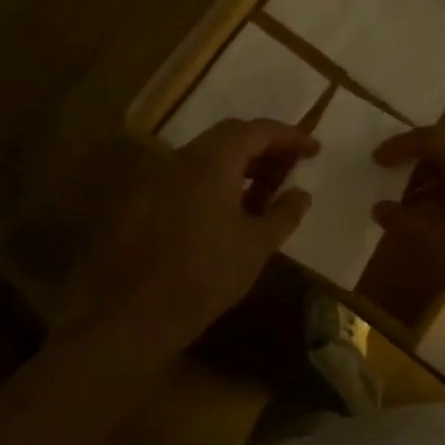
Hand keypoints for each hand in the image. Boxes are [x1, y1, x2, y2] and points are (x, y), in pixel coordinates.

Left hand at [86, 119, 317, 355]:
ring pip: (203, 158)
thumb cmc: (204, 276)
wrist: (130, 314)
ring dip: (237, 168)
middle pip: (228, 138)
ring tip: (262, 196)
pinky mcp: (138, 201)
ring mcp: (153, 178)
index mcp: (210, 161)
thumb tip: (301, 194)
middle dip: (264, 150)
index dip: (289, 137)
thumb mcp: (256, 247)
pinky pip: (183, 178)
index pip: (256, 131)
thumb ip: (283, 214)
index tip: (313, 150)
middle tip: (290, 171)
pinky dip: (212, 183)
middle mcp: (178, 158)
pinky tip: (224, 214)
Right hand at [370, 128, 444, 333]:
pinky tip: (442, 227)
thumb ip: (400, 219)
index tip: (377, 161)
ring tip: (413, 216)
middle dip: (419, 171)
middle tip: (394, 193)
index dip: (399, 148)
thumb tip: (382, 208)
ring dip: (437, 188)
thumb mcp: (429, 242)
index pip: (430, 140)